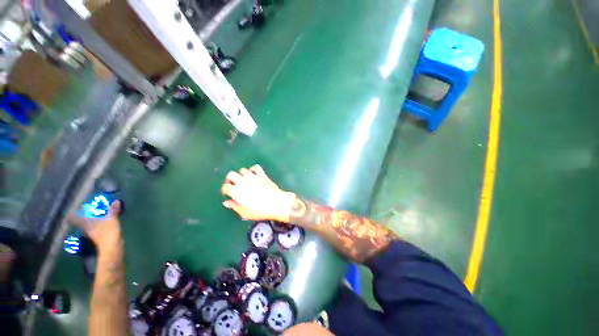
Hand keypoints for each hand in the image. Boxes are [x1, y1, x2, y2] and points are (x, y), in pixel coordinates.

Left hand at [69, 201, 122, 256]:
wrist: (111, 247)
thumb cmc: (108, 232)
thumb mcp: (112, 219)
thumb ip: (113, 210)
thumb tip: (116, 201)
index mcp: (86, 222)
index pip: (74, 218)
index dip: (73, 213)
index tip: (76, 209)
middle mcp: (86, 227)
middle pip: (81, 221)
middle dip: (84, 215)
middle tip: (89, 210)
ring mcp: (92, 233)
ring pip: (88, 225)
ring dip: (91, 220)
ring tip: (98, 215)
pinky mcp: (98, 237)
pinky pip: (95, 228)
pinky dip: (97, 224)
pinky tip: (103, 223)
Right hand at [221, 165, 294, 222]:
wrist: (276, 203)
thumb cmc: (259, 210)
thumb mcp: (244, 213)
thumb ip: (234, 206)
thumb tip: (226, 202)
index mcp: (236, 191)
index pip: (225, 187)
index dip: (225, 190)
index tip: (227, 194)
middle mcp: (242, 181)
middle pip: (231, 174)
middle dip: (230, 179)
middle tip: (233, 185)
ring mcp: (253, 176)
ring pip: (242, 169)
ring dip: (241, 175)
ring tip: (244, 181)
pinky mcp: (262, 174)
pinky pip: (255, 167)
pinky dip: (253, 169)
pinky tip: (254, 174)